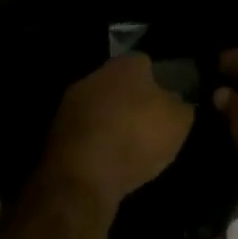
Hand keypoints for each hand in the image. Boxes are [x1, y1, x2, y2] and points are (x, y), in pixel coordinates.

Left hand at [44, 54, 193, 211]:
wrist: (82, 175)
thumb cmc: (136, 138)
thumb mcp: (178, 123)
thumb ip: (181, 106)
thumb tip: (177, 102)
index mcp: (126, 64)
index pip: (146, 63)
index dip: (159, 82)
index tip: (166, 105)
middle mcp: (96, 74)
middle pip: (120, 83)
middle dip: (132, 100)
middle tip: (148, 125)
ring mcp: (71, 101)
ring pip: (100, 106)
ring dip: (111, 121)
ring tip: (128, 148)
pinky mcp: (56, 130)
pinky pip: (85, 131)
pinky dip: (96, 142)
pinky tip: (107, 161)